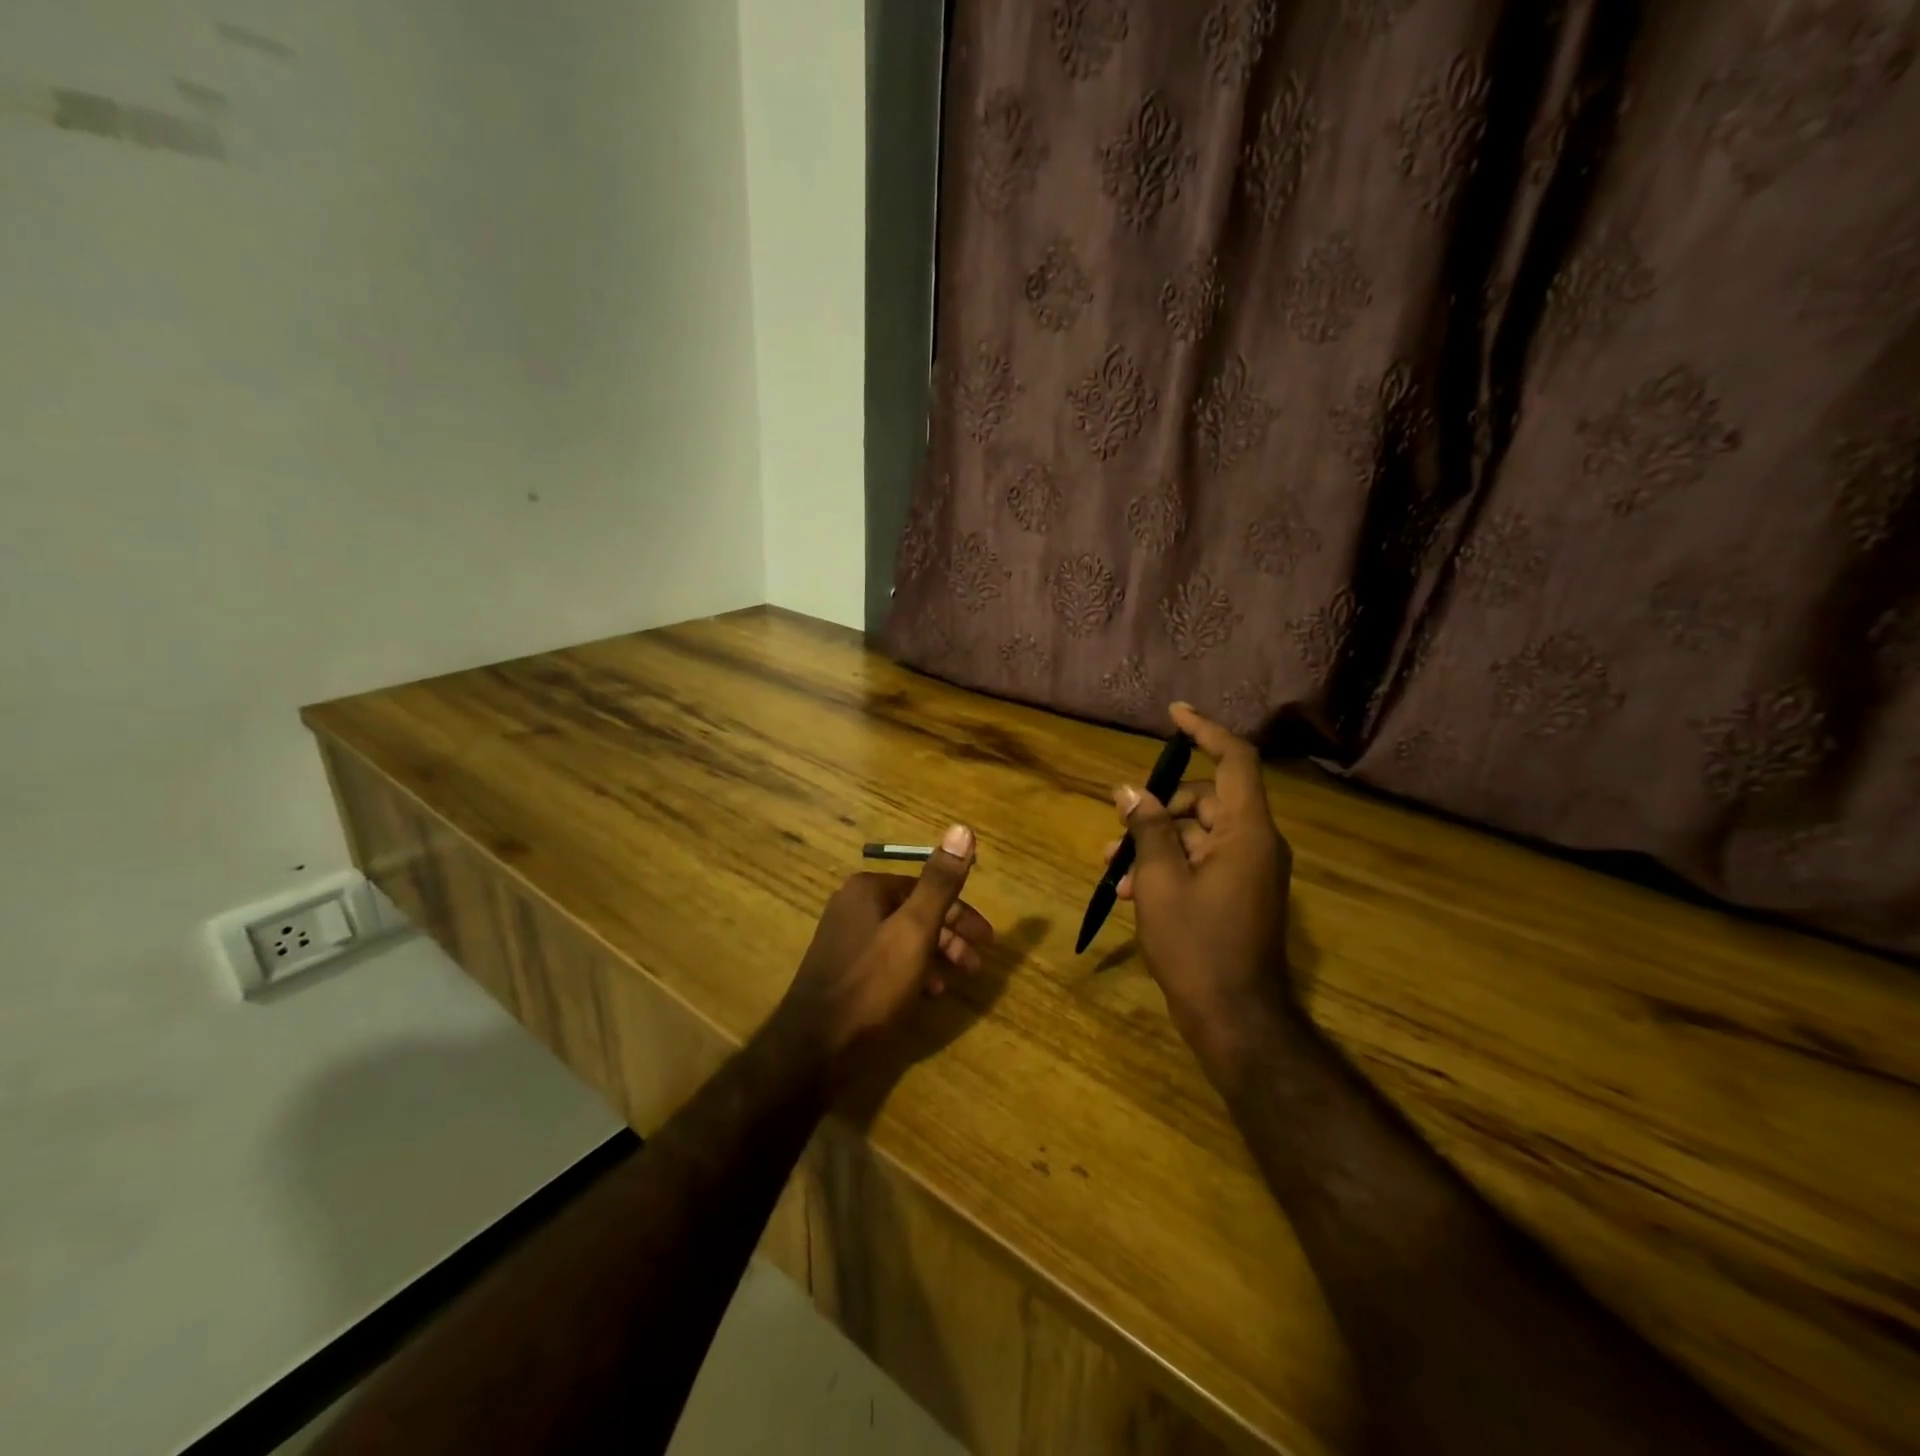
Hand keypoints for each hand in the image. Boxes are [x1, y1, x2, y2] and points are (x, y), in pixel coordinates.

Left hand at [772, 824, 994, 1066]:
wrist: (815, 1047)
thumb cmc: (872, 984)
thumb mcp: (915, 931)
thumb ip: (940, 882)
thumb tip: (963, 828)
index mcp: (868, 889)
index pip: (927, 888)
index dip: (962, 913)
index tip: (988, 940)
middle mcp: (853, 905)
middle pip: (915, 912)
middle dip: (950, 936)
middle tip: (976, 965)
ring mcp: (844, 939)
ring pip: (903, 937)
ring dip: (935, 955)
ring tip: (954, 982)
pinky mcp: (843, 969)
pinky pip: (887, 960)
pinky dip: (912, 970)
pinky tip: (925, 995)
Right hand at [1103, 704, 1296, 1062]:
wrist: (1235, 1018)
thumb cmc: (1197, 945)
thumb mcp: (1160, 881)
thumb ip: (1147, 829)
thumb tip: (1129, 789)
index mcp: (1247, 832)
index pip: (1234, 760)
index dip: (1205, 731)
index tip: (1174, 714)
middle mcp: (1256, 843)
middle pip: (1206, 799)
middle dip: (1158, 807)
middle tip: (1118, 823)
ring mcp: (1250, 870)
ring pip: (1198, 833)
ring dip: (1155, 841)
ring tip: (1110, 865)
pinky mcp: (1239, 893)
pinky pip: (1202, 861)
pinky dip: (1168, 866)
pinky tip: (1128, 891)